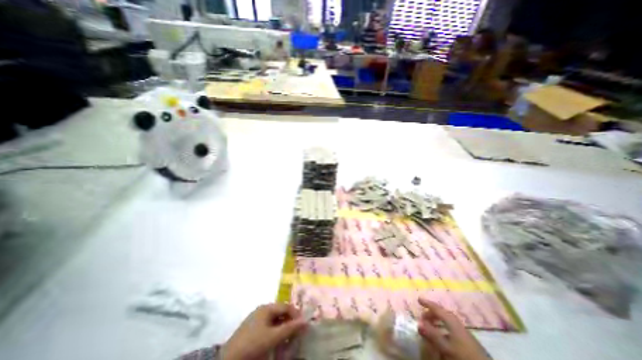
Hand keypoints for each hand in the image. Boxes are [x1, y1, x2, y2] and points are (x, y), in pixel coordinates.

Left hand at [224, 303, 306, 359]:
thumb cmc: (253, 344)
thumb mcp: (273, 337)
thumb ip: (290, 328)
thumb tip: (305, 321)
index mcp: (267, 307)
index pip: (286, 306)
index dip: (296, 314)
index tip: (304, 324)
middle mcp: (262, 310)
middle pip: (281, 312)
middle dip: (290, 321)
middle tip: (297, 332)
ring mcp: (256, 318)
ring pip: (275, 320)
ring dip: (283, 327)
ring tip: (289, 337)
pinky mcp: (252, 329)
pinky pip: (268, 326)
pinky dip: (276, 332)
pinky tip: (277, 340)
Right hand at [416, 297, 492, 359]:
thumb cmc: (463, 354)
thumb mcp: (445, 345)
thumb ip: (432, 334)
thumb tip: (418, 323)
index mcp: (452, 321)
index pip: (437, 308)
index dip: (427, 303)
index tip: (418, 299)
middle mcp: (457, 323)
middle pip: (443, 313)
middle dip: (432, 313)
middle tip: (423, 316)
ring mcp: (463, 331)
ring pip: (447, 321)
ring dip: (437, 321)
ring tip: (430, 326)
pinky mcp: (467, 340)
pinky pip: (451, 328)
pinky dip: (443, 328)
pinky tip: (441, 335)